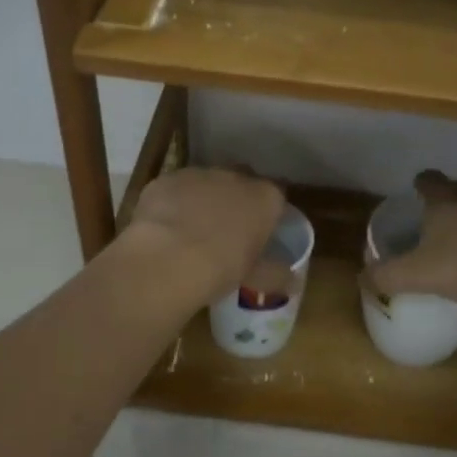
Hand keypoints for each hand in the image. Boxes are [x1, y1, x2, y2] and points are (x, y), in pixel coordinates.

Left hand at [122, 166, 289, 303]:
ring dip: (203, 200)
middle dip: (236, 201)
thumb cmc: (221, 268)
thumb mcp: (254, 277)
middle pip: (241, 183)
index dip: (267, 214)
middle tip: (226, 230)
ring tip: (191, 231)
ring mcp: (198, 174)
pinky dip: (173, 203)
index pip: (276, 197)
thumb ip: (275, 274)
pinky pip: (174, 190)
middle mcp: (234, 177)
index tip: (259, 233)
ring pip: (205, 183)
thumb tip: (292, 281)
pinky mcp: (165, 180)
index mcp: (265, 198)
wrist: (167, 259)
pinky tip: (164, 228)